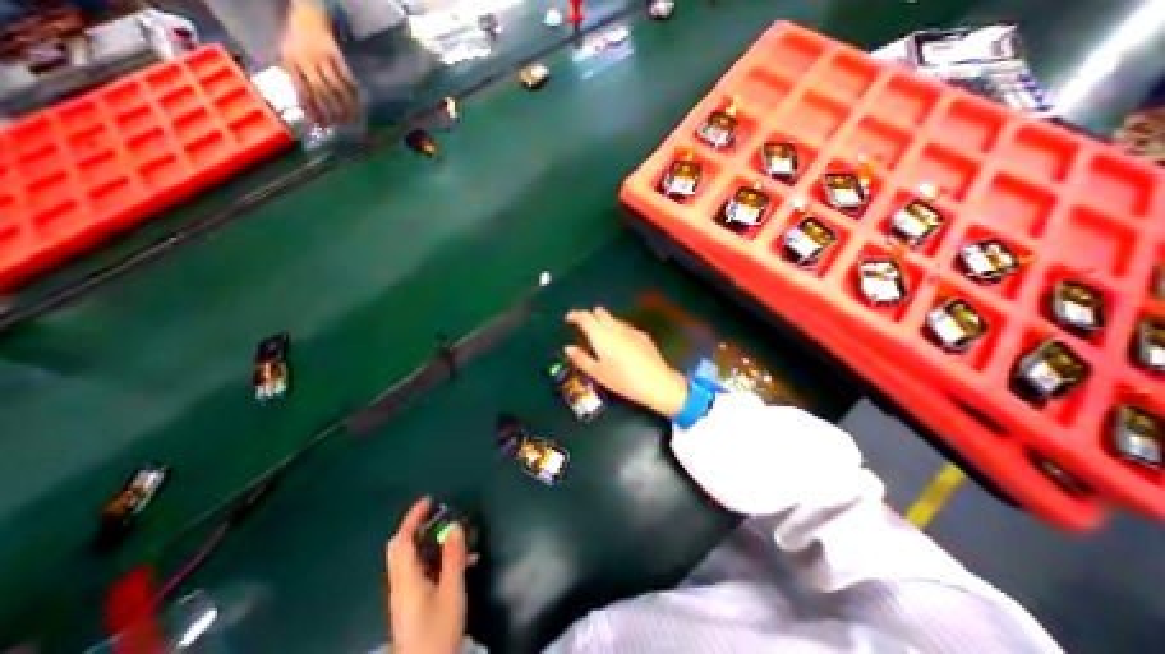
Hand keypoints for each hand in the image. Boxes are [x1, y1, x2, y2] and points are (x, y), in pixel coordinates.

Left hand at [278, 2, 356, 118]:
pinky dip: (354, 92)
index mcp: (291, 62)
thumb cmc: (297, 44)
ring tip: (353, 118)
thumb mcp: (290, 60)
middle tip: (341, 125)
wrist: (307, 18)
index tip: (322, 126)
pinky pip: (348, 78)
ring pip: (336, 87)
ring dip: (346, 105)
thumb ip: (299, 84)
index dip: (313, 111)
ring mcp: (322, 57)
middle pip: (321, 92)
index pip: (302, 92)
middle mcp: (305, 60)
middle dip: (332, 111)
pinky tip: (358, 103)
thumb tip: (312, 114)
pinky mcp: (336, 55)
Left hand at [389, 496, 466, 653]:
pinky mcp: (410, 603)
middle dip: (417, 527)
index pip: (403, 540)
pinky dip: (434, 558)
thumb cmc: (438, 630)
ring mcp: (403, 595)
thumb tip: (454, 526)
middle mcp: (400, 584)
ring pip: (410, 558)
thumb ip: (453, 557)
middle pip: (401, 548)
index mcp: (406, 579)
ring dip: (429, 542)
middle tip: (438, 516)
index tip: (429, 500)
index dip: (413, 517)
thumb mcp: (452, 590)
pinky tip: (458, 561)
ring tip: (454, 536)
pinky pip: (419, 570)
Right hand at [568, 307, 690, 418]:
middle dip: (591, 315)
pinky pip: (625, 327)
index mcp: (601, 336)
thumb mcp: (597, 373)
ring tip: (602, 337)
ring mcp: (630, 330)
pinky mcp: (642, 335)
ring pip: (614, 319)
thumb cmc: (622, 380)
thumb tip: (568, 348)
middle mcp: (615, 328)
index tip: (569, 318)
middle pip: (600, 313)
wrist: (656, 382)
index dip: (575, 315)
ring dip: (605, 323)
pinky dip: (618, 330)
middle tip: (585, 325)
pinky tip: (621, 345)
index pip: (585, 317)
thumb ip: (581, 358)